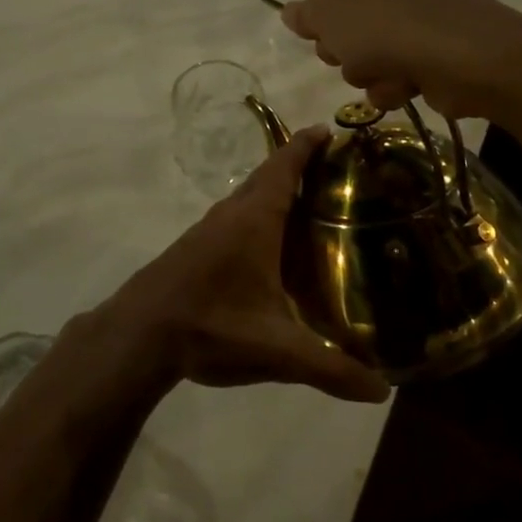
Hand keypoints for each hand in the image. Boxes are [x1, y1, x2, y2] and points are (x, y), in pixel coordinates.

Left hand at [103, 128, 389, 403]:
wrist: (139, 333)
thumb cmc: (212, 325)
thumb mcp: (276, 349)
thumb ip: (330, 368)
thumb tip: (381, 391)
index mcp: (255, 220)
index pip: (284, 167)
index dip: (306, 145)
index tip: (327, 129)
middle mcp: (231, 214)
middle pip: (268, 177)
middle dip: (297, 166)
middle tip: (334, 171)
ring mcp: (208, 230)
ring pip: (248, 198)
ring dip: (275, 192)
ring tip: (310, 206)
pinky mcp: (195, 248)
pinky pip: (235, 218)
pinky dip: (258, 215)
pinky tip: (270, 247)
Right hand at [280, 0, 521, 117]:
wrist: (476, 62)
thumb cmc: (395, 24)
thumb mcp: (334, 15)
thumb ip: (306, 12)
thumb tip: (294, 12)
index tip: (290, 2)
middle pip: (350, 5)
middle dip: (339, 38)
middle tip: (333, 51)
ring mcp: (428, 8)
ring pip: (370, 41)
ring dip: (364, 64)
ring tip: (375, 70)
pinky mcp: (441, 45)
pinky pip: (398, 61)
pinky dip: (392, 78)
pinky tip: (401, 86)